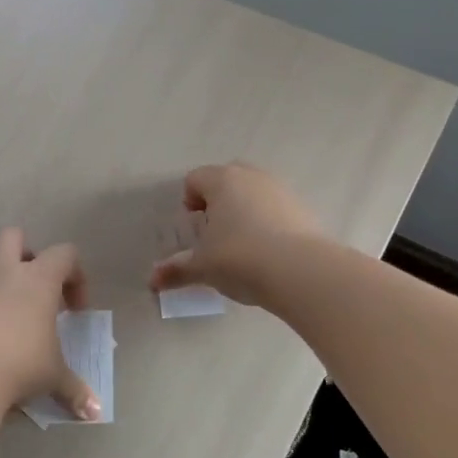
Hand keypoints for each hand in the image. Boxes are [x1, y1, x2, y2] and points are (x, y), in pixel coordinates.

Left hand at [0, 229, 100, 419]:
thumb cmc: (20, 363)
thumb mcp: (53, 376)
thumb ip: (74, 388)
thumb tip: (94, 411)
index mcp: (38, 278)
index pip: (64, 254)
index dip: (76, 276)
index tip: (75, 311)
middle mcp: (5, 273)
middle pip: (14, 237)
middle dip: (28, 254)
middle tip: (38, 290)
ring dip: (1, 284)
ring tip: (12, 320)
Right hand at [148, 162, 327, 305]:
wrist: (302, 272)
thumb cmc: (240, 259)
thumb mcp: (203, 267)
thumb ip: (176, 270)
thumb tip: (152, 280)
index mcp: (222, 181)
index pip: (195, 178)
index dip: (189, 200)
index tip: (193, 225)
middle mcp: (253, 177)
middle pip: (227, 178)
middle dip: (218, 199)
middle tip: (214, 231)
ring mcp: (282, 191)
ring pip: (255, 192)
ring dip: (245, 210)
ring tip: (242, 245)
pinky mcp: (305, 210)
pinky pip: (278, 209)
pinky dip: (269, 223)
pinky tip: (268, 252)